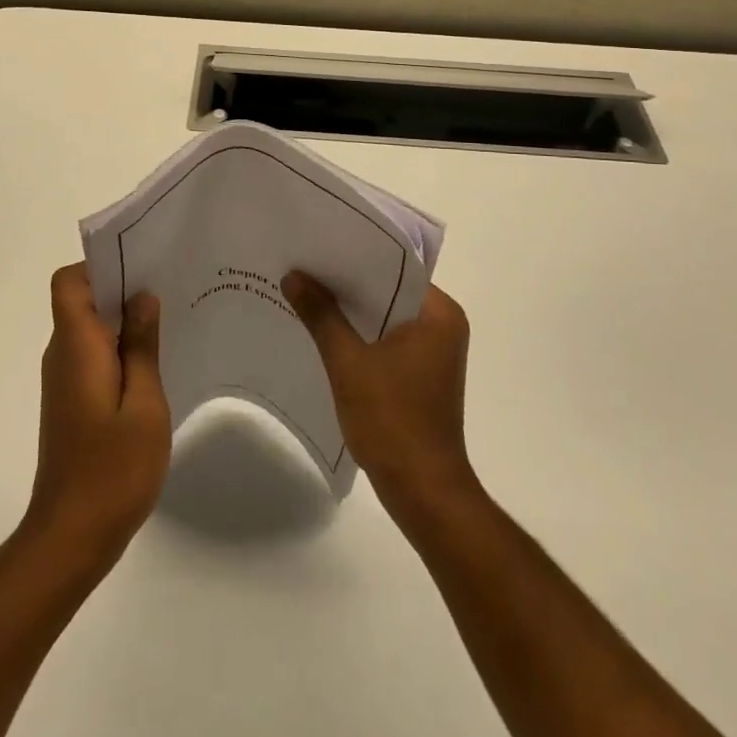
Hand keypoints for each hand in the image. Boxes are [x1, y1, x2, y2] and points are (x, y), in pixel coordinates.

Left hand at [25, 263, 170, 574]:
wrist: (71, 536)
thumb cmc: (113, 469)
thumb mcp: (144, 403)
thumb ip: (142, 346)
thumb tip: (142, 298)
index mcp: (76, 346)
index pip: (69, 282)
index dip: (99, 266)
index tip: (141, 267)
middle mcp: (62, 355)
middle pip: (81, 300)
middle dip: (121, 288)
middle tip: (170, 288)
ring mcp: (64, 380)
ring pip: (89, 328)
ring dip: (123, 320)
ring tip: (170, 323)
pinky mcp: (71, 401)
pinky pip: (92, 355)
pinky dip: (119, 349)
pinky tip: (154, 365)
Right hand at [282, 271, 476, 518]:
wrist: (423, 491)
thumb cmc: (392, 421)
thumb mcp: (348, 363)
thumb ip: (322, 315)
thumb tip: (293, 275)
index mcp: (439, 314)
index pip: (395, 267)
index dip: (356, 255)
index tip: (319, 244)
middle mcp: (443, 325)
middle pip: (389, 290)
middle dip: (348, 282)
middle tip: (304, 263)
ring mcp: (434, 351)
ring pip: (385, 315)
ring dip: (351, 309)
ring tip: (306, 290)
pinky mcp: (421, 373)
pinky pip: (386, 338)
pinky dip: (360, 334)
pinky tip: (324, 330)